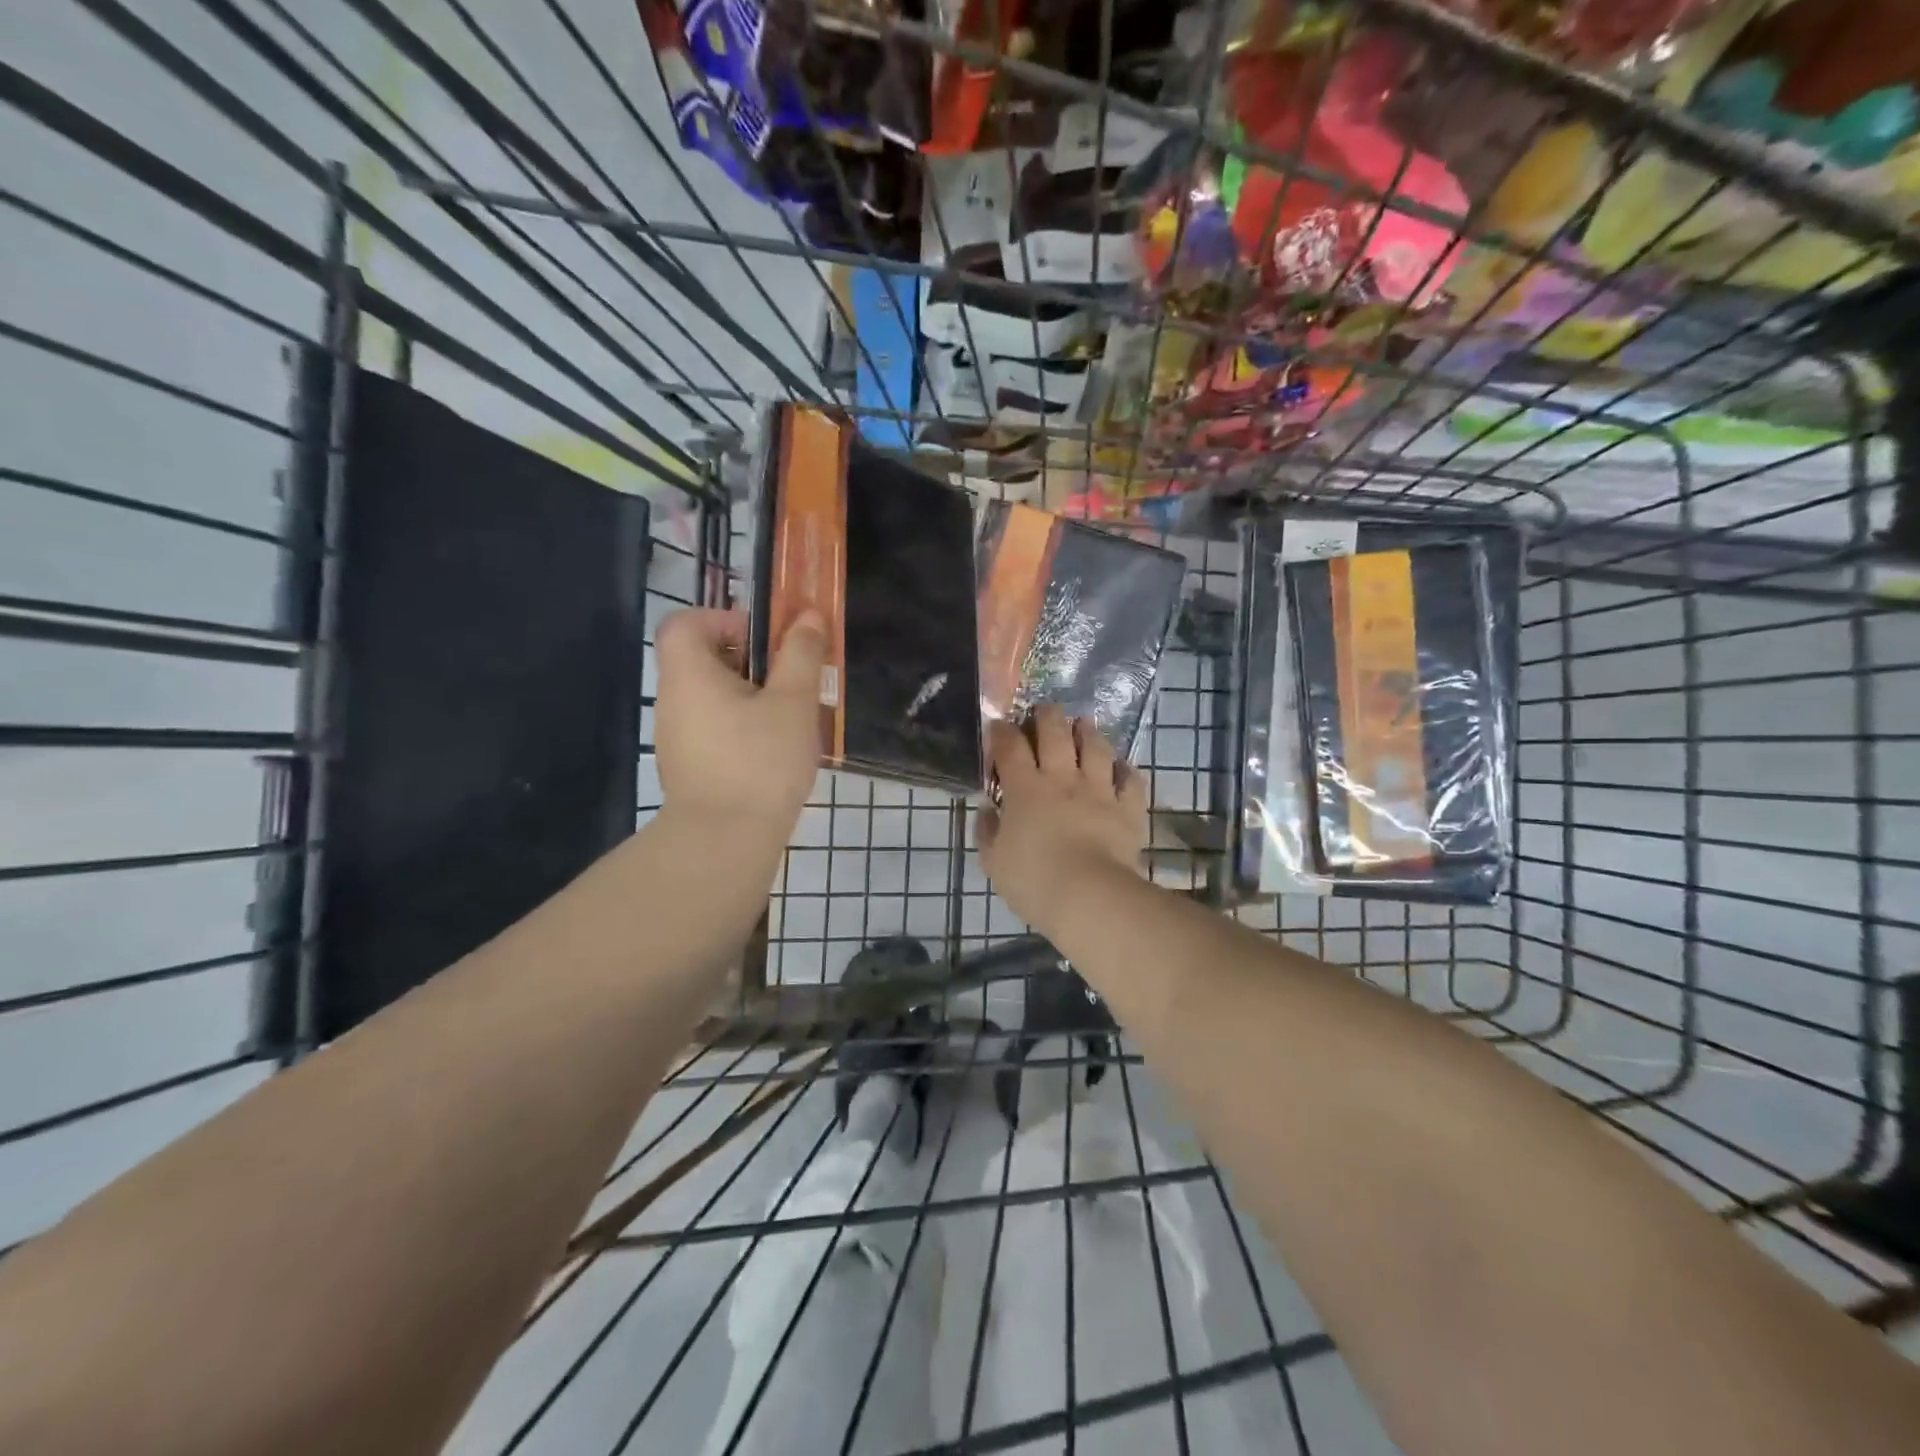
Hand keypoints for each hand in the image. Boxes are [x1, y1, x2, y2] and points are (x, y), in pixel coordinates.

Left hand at [653, 607, 824, 833]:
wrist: (724, 841)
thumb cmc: (760, 761)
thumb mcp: (793, 702)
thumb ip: (801, 655)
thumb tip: (808, 616)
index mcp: (689, 675)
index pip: (685, 623)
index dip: (722, 620)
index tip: (762, 641)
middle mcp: (673, 701)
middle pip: (701, 660)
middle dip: (748, 661)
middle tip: (788, 680)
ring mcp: (676, 738)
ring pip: (711, 698)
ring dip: (748, 697)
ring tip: (788, 719)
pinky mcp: (687, 767)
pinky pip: (713, 729)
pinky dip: (740, 727)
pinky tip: (772, 752)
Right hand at [977, 704, 1147, 932]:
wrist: (1089, 896)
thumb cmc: (1033, 880)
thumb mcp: (994, 862)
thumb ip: (988, 831)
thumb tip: (987, 810)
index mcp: (1025, 789)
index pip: (1010, 746)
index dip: (1002, 731)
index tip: (999, 725)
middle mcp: (1062, 779)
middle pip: (1055, 733)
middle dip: (1048, 715)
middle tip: (1045, 710)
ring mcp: (1099, 790)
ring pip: (1095, 747)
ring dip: (1088, 731)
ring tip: (1084, 724)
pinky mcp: (1128, 807)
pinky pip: (1130, 780)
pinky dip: (1125, 770)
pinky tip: (1121, 767)